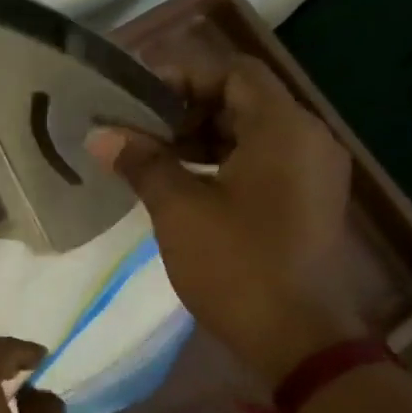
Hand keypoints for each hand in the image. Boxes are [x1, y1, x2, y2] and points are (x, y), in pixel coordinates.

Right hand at [86, 48, 361, 381]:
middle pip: (243, 100)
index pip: (233, 72)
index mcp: (284, 129)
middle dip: (185, 107)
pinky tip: (179, 181)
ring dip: (199, 136)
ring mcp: (311, 172)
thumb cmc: (236, 265)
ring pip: (250, 133)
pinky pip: (261, 162)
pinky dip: (220, 161)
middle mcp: (308, 139)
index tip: (135, 94)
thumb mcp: (179, 209)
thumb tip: (100, 135)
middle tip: (135, 125)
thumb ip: (141, 162)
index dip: (182, 74)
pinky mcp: (305, 201)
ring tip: (148, 153)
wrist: (297, 340)